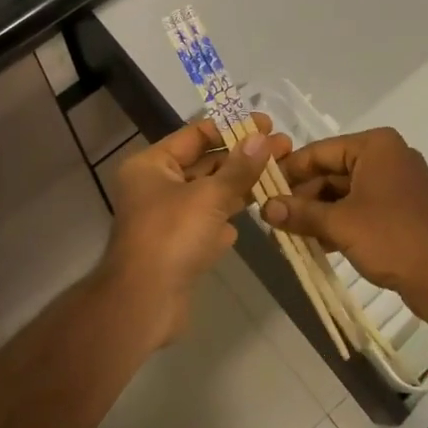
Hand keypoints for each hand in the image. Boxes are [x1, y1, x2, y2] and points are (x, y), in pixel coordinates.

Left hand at [101, 113, 287, 346]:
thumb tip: (262, 137)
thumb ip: (239, 167)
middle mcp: (155, 186)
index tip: (267, 125)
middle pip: (205, 163)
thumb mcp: (209, 196)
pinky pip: (207, 223)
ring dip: (240, 186)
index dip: (232, 128)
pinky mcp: (177, 247)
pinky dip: (228, 219)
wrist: (144, 303)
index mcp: (152, 165)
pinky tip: (255, 214)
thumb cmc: (171, 236)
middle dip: (243, 157)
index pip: (195, 135)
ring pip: (209, 194)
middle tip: (284, 148)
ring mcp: (166, 218)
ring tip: (280, 176)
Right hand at [264, 127, 427, 332]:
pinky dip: (342, 221)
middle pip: (333, 171)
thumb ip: (300, 213)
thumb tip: (264, 208)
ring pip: (347, 191)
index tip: (262, 188)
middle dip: (304, 196)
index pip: (320, 151)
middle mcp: (389, 156)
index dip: (289, 170)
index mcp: (376, 146)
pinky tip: (320, 242)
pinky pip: (364, 206)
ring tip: (291, 233)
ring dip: (320, 212)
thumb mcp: (339, 225)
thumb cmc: (392, 239)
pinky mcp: (405, 207)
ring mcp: (400, 182)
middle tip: (274, 218)